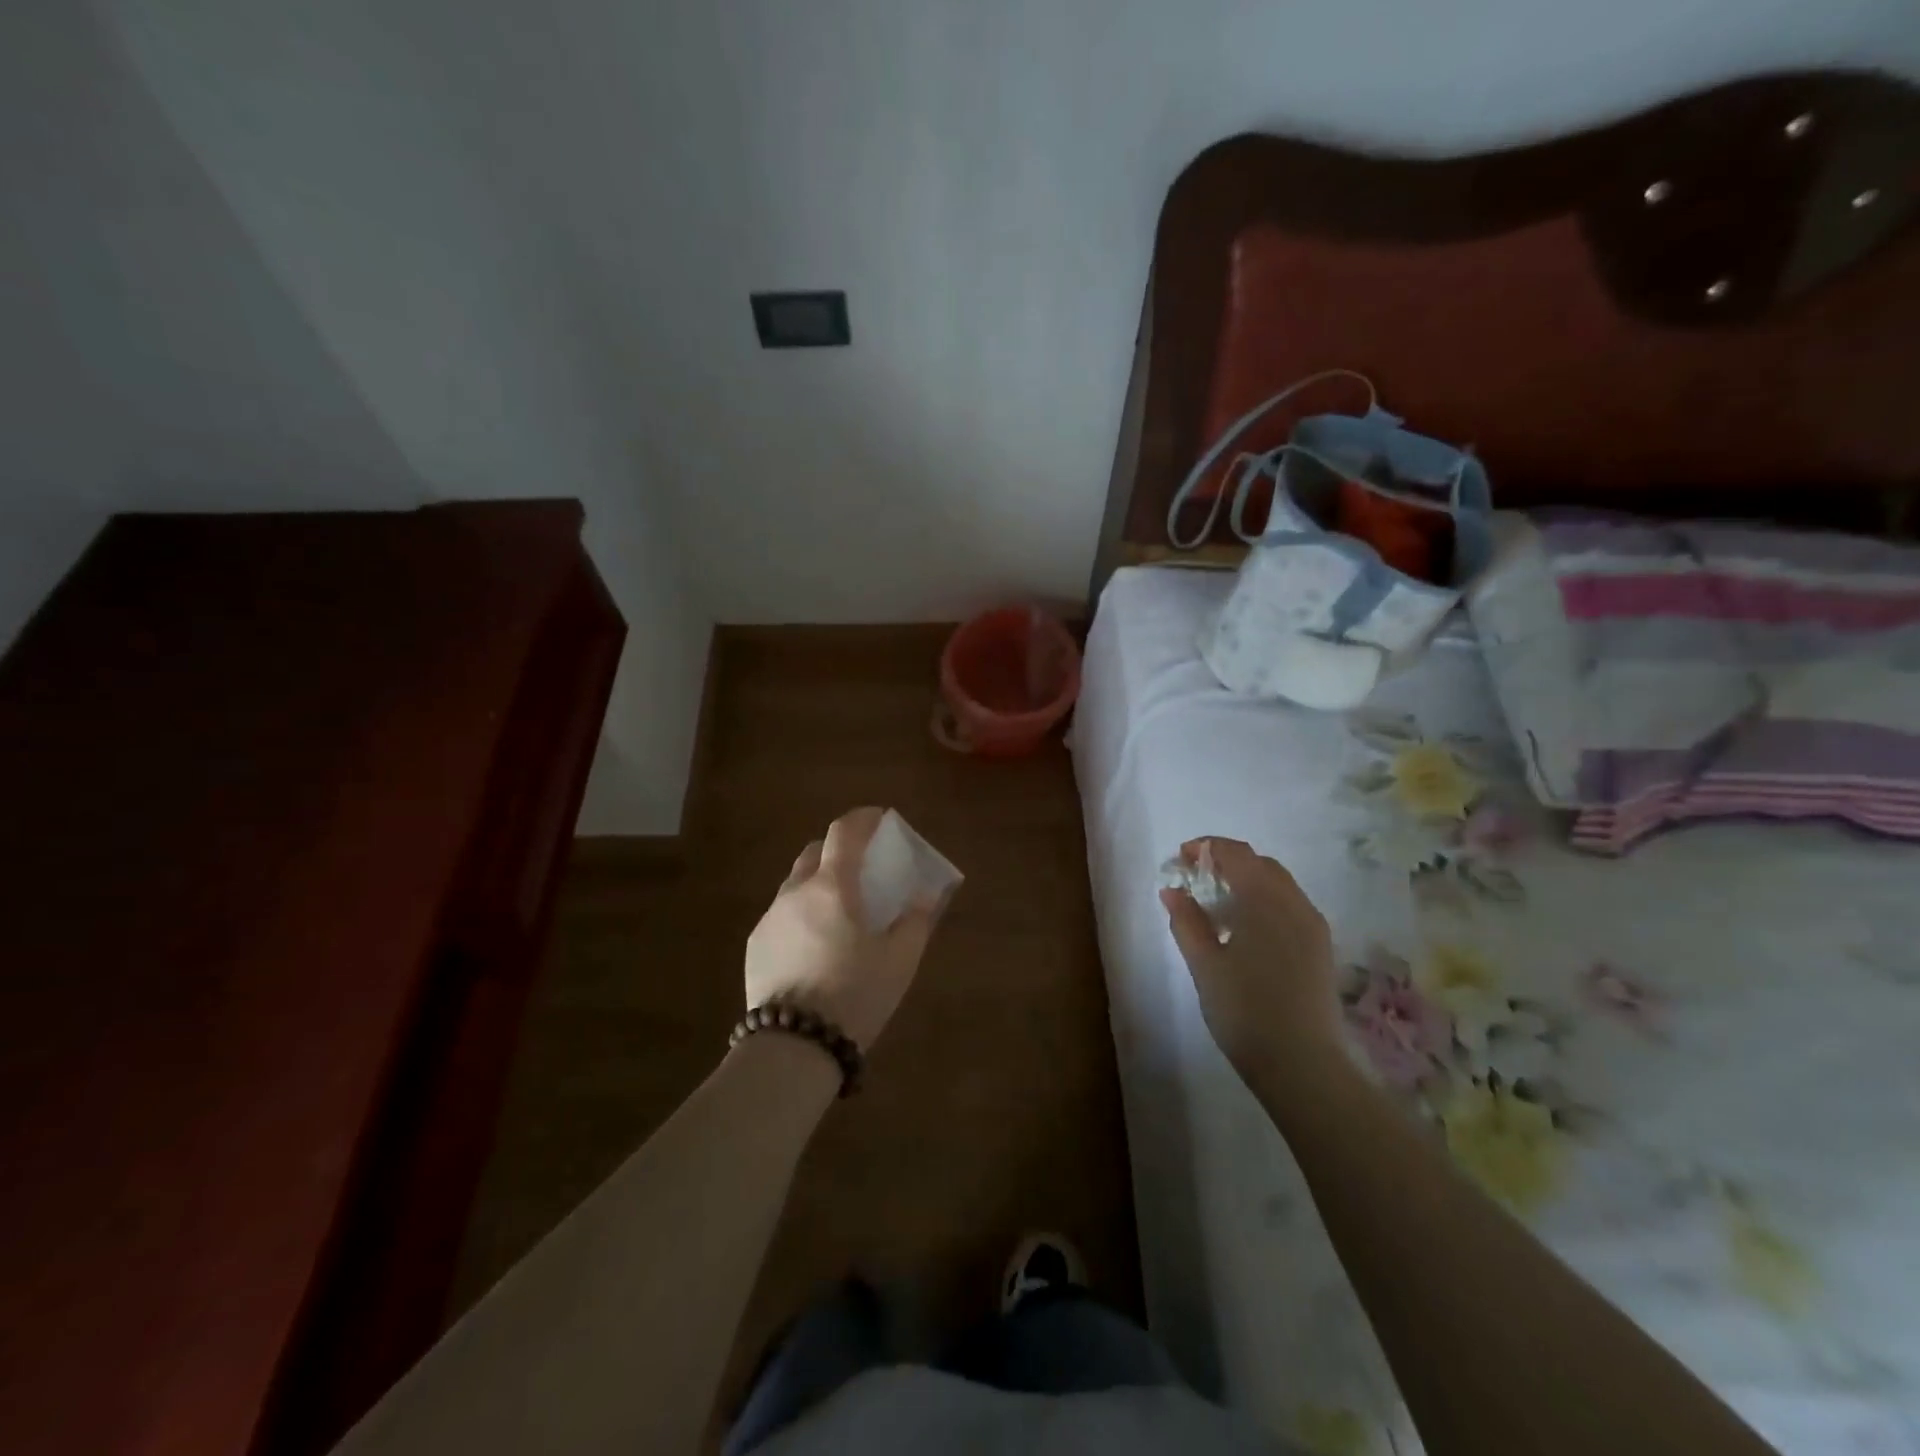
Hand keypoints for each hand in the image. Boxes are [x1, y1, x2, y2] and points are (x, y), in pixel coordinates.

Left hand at [745, 807, 942, 1048]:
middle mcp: (795, 892)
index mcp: (833, 887)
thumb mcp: (899, 960)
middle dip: (839, 850)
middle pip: (814, 853)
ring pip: (795, 885)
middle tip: (861, 868)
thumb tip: (925, 896)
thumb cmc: (855, 995)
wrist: (794, 1046)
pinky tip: (815, 946)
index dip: (862, 819)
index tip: (879, 819)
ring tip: (839, 913)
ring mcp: (770, 919)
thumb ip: (915, 921)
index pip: (844, 832)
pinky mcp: (755, 946)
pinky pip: (782, 916)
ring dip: (818, 885)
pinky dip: (802, 914)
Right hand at [1160, 838, 1342, 1091]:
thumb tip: (1172, 890)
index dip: (1206, 848)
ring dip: (1247, 882)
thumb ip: (1186, 921)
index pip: (1236, 853)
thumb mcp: (1204, 964)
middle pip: (1260, 864)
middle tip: (1195, 880)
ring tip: (1217, 906)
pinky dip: (1264, 903)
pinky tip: (1244, 931)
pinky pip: (1289, 907)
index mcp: (1264, 899)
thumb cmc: (1245, 1010)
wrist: (1303, 1065)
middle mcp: (1294, 903)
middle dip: (1227, 863)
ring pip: (1278, 885)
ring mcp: (1312, 926)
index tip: (1180, 858)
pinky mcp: (1320, 948)